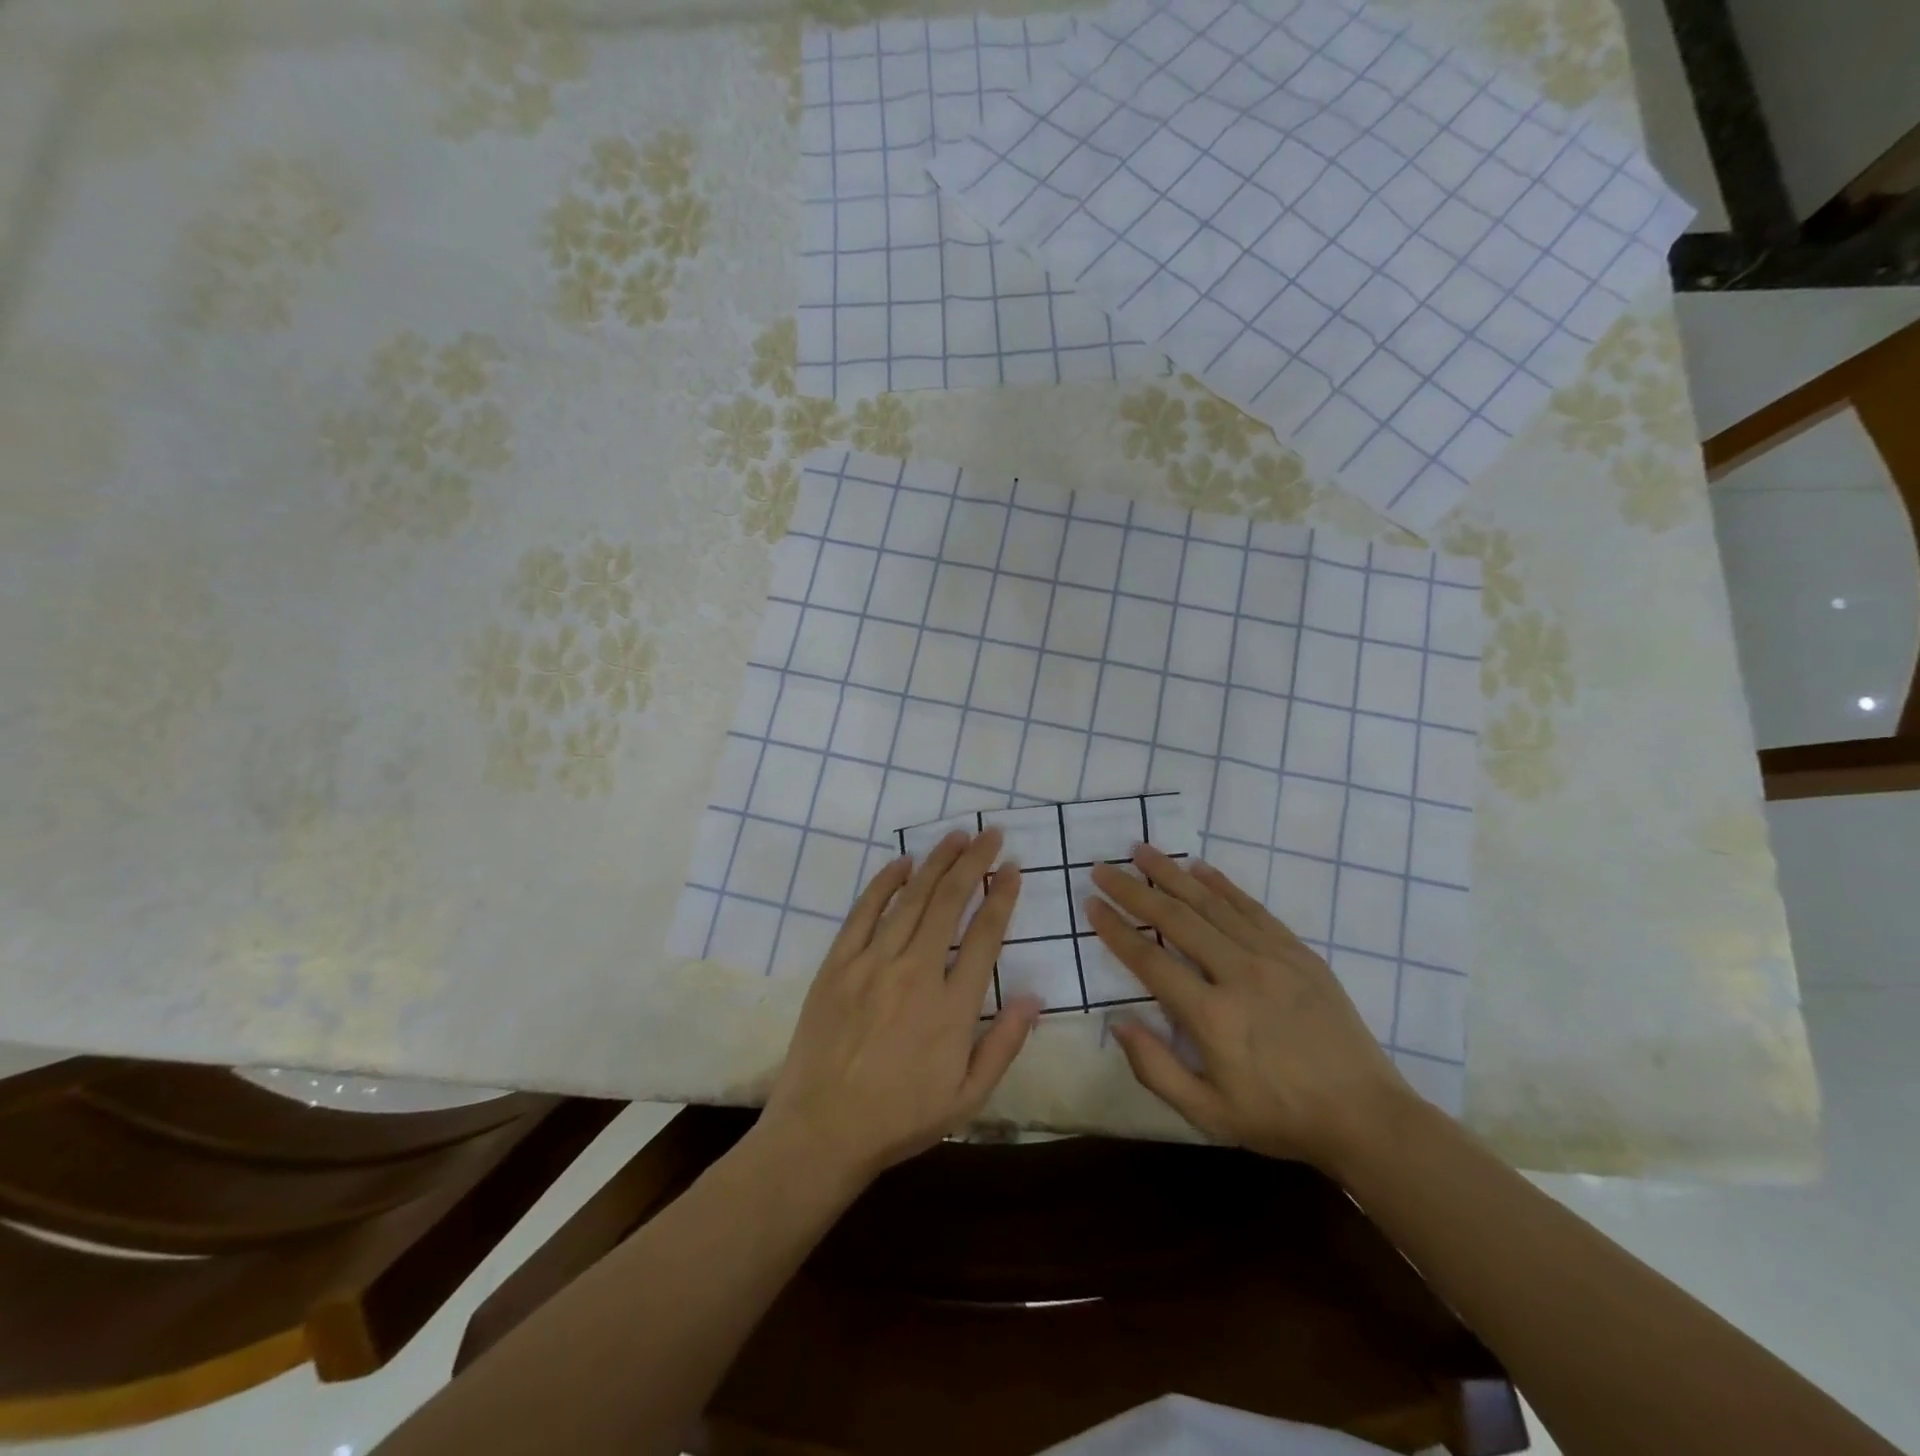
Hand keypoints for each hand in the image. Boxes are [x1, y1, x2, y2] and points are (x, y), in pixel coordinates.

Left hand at [760, 828, 1041, 1186]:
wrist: (821, 1131)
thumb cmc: (899, 1118)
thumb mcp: (967, 1098)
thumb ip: (1004, 1045)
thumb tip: (1033, 996)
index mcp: (952, 1007)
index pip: (985, 936)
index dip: (1001, 897)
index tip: (1012, 869)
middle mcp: (915, 974)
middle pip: (950, 903)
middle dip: (974, 863)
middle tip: (991, 834)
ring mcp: (872, 964)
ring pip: (911, 899)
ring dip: (937, 862)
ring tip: (958, 836)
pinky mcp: (838, 964)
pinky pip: (864, 912)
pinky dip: (885, 883)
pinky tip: (903, 863)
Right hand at [1087, 846, 1413, 1172]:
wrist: (1365, 1117)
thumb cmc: (1279, 1118)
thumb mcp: (1209, 1114)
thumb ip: (1156, 1069)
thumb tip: (1117, 1022)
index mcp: (1211, 1016)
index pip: (1149, 960)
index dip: (1116, 930)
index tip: (1091, 903)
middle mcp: (1238, 974)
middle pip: (1176, 919)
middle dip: (1134, 890)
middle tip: (1104, 868)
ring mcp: (1272, 957)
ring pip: (1212, 904)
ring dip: (1173, 874)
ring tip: (1142, 851)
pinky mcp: (1298, 953)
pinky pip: (1252, 908)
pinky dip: (1222, 885)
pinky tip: (1200, 868)